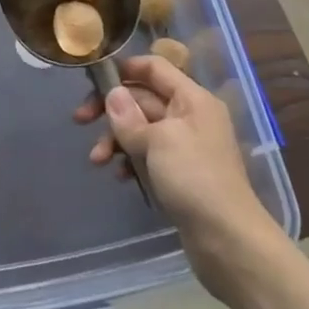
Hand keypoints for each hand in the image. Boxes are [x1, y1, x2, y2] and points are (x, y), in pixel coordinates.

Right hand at [75, 55, 274, 286]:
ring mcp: (185, 147)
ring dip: (116, 139)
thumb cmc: (195, 178)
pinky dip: (130, 160)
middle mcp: (190, 117)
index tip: (93, 79)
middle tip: (80, 120)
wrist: (228, 241)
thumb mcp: (158, 141)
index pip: (155, 67)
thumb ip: (130, 117)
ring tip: (97, 160)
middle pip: (143, 98)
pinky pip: (148, 155)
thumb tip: (113, 94)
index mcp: (192, 99)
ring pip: (141, 129)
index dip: (124, 68)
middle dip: (112, 110)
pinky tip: (120, 176)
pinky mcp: (180, 174)